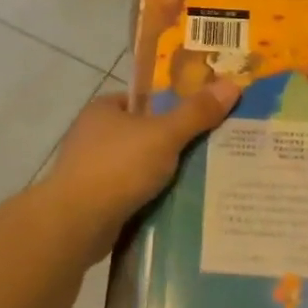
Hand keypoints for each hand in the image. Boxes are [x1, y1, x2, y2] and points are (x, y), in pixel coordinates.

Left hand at [46, 81, 242, 249]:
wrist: (76, 223)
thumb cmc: (118, 167)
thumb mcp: (164, 135)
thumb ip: (196, 112)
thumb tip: (231, 84)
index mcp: (103, 110)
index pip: (143, 100)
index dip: (172, 106)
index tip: (202, 118)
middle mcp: (92, 136)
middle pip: (143, 134)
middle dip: (172, 144)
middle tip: (211, 150)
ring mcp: (89, 170)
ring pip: (137, 167)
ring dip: (162, 175)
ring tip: (201, 181)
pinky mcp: (92, 202)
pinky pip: (130, 194)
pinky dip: (149, 198)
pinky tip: (175, 206)